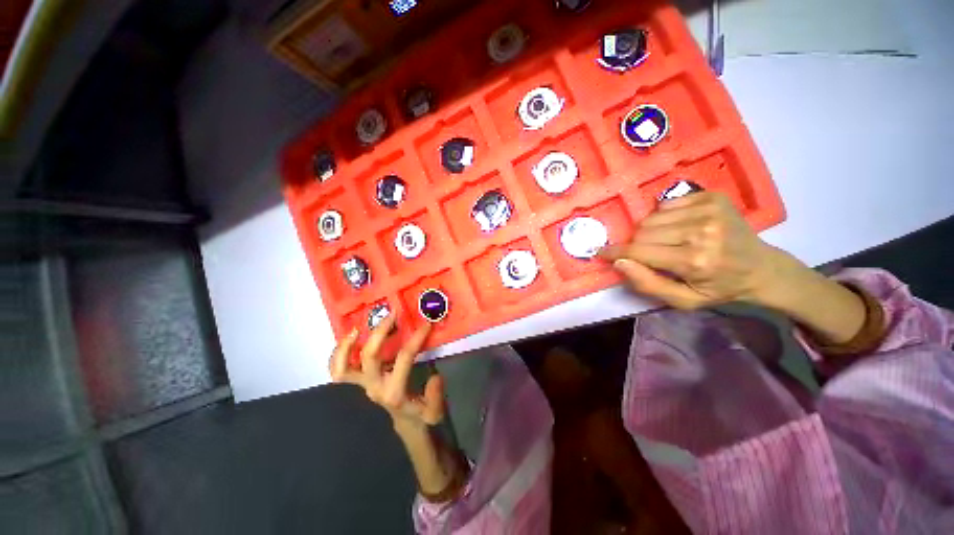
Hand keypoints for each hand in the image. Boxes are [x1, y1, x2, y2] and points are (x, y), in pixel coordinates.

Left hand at [329, 316, 444, 430]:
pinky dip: (338, 355)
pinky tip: (349, 341)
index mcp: (393, 391)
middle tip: (393, 315)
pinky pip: (338, 371)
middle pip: (370, 355)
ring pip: (343, 366)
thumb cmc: (416, 418)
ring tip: (357, 328)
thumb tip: (435, 377)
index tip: (426, 324)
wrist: (396, 432)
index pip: (404, 357)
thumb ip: (435, 396)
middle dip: (381, 331)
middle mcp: (372, 387)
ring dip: (348, 345)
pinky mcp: (352, 388)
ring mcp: (358, 388)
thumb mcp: (433, 413)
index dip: (416, 338)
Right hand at [600, 192, 790, 309]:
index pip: (639, 251)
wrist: (761, 267)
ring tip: (665, 241)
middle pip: (642, 232)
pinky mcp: (711, 196)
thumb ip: (647, 284)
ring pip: (651, 217)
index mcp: (694, 260)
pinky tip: (678, 227)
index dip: (616, 252)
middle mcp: (701, 230)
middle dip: (637, 244)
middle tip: (648, 254)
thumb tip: (619, 263)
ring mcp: (708, 209)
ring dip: (649, 231)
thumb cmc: (718, 288)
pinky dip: (663, 216)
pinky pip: (665, 204)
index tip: (601, 252)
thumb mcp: (683, 300)